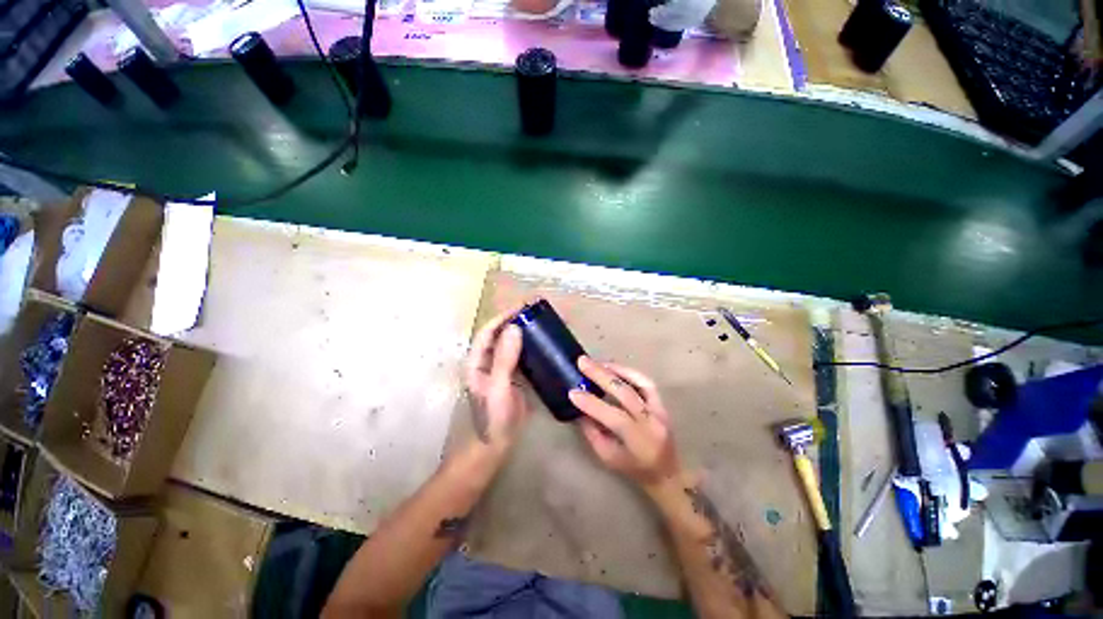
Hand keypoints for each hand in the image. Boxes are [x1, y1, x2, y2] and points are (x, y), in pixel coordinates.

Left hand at [465, 307, 528, 450]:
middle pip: (500, 334)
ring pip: (511, 343)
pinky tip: (543, 342)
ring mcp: (501, 367)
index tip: (521, 307)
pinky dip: (531, 346)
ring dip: (524, 331)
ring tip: (541, 321)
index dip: (502, 317)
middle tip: (535, 311)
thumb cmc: (493, 418)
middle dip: (515, 320)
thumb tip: (515, 328)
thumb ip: (504, 359)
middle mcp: (487, 360)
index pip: (488, 332)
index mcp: (477, 361)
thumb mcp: (498, 387)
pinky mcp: (513, 375)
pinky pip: (521, 355)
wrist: (498, 443)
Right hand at [569, 357, 681, 489]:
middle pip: (626, 393)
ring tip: (597, 362)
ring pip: (639, 382)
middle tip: (582, 362)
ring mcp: (659, 410)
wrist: (668, 473)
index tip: (572, 392)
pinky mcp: (661, 403)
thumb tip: (579, 408)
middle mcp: (651, 422)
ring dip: (616, 369)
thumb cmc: (634, 469)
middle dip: (601, 375)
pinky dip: (628, 372)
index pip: (614, 417)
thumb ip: (592, 432)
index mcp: (639, 441)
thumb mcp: (608, 457)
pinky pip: (646, 382)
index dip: (592, 404)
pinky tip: (613, 368)